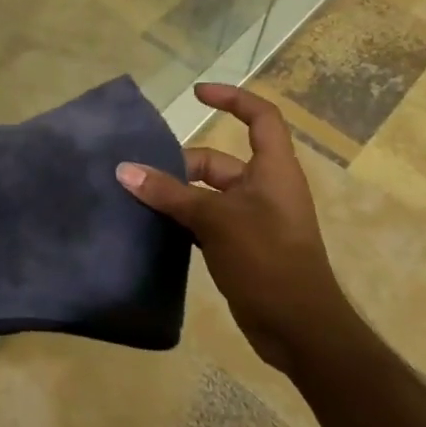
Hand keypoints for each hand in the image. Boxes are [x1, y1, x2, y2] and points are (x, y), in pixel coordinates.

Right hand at [116, 82, 350, 372]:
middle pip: (219, 160)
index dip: (232, 99)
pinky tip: (153, 228)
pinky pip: (206, 222)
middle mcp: (265, 189)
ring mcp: (254, 220)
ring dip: (176, 195)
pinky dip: (182, 221)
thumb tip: (124, 170)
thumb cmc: (267, 260)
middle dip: (181, 165)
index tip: (196, 94)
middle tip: (141, 175)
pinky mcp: (242, 247)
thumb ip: (169, 194)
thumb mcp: (215, 220)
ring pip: (208, 194)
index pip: (261, 117)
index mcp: (273, 170)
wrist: (301, 331)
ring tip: (137, 198)